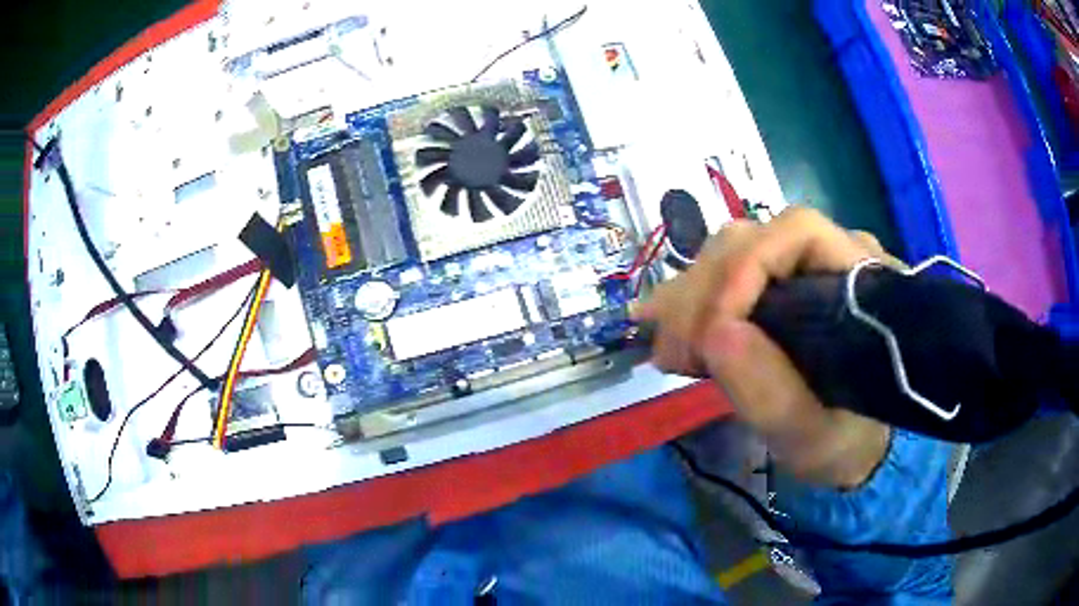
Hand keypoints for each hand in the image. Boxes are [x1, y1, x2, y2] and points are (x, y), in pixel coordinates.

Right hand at [634, 207, 894, 487]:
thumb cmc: (841, 438)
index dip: (746, 268)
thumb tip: (716, 332)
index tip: (711, 333)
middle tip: (674, 353)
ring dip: (690, 297)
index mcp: (862, 281)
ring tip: (672, 352)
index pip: (798, 233)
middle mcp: (832, 255)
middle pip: (753, 238)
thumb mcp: (811, 434)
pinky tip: (675, 339)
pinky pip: (724, 273)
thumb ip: (773, 394)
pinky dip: (691, 304)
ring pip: (730, 251)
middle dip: (705, 290)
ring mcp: (801, 264)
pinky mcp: (776, 281)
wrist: (848, 438)